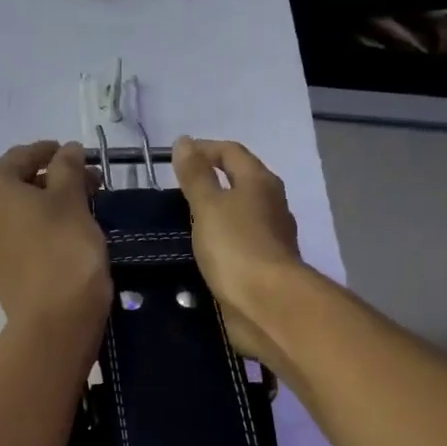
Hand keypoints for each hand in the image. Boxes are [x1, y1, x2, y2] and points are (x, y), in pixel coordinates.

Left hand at [0, 141, 110, 346]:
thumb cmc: (63, 247)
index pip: (23, 156)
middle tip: (89, 184)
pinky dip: (39, 232)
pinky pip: (18, 240)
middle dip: (53, 180)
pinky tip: (65, 237)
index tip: (80, 156)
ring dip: (47, 207)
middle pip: (17, 185)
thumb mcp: (71, 197)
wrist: (55, 318)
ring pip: (18, 214)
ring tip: (81, 210)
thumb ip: (68, 167)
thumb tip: (68, 150)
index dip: (53, 152)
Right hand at [171, 136, 303, 364]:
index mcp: (259, 182)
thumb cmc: (236, 247)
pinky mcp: (264, 265)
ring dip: (215, 213)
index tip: (175, 158)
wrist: (267, 304)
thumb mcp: (208, 206)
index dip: (204, 149)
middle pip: (240, 181)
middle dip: (211, 181)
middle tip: (176, 191)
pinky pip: (238, 242)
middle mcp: (270, 204)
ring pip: (240, 214)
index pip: (231, 152)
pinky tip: (201, 251)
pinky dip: (220, 240)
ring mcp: (271, 237)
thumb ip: (195, 175)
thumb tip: (184, 141)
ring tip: (182, 221)